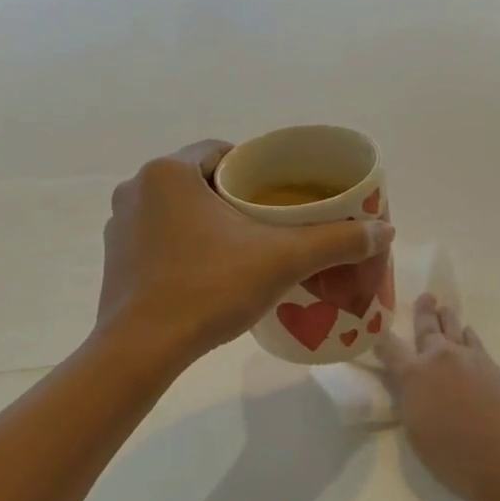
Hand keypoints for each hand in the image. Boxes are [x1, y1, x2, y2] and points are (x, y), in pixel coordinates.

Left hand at [97, 141, 393, 365]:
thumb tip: (386, 229)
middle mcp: (136, 187)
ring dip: (206, 221)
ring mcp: (118, 224)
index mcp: (168, 171)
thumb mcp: (281, 261)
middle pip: (200, 179)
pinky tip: (206, 271)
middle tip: (268, 224)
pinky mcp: (113, 257)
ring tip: (241, 249)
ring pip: (177, 209)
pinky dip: (183, 244)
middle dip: (233, 198)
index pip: (222, 151)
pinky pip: (158, 236)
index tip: (279, 195)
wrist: (142, 349)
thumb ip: (335, 241)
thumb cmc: (208, 289)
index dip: (256, 170)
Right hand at [379, 295, 499, 500]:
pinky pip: (476, 344)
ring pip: (456, 331)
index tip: (375, 327)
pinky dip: (469, 337)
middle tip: (425, 296)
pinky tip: (469, 335)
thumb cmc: (458, 459)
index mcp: (415, 377)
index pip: (390, 349)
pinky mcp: (496, 368)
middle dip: (423, 313)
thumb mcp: (419, 437)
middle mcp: (441, 359)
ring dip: (448, 320)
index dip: (380, 338)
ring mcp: (472, 360)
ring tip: (445, 309)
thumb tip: (415, 392)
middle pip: (428, 329)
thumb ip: (413, 406)